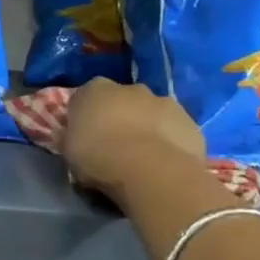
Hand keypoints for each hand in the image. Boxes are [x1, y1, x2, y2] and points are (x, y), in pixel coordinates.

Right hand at [60, 79, 205, 201]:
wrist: (150, 171)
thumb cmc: (98, 156)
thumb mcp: (68, 149)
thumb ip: (70, 136)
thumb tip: (71, 135)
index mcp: (95, 89)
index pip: (86, 96)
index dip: (85, 115)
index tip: (84, 134)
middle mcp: (130, 88)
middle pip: (122, 100)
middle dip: (120, 116)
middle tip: (115, 144)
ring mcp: (164, 102)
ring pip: (152, 113)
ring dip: (147, 126)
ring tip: (143, 156)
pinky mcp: (190, 122)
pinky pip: (175, 130)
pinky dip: (170, 141)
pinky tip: (165, 163)